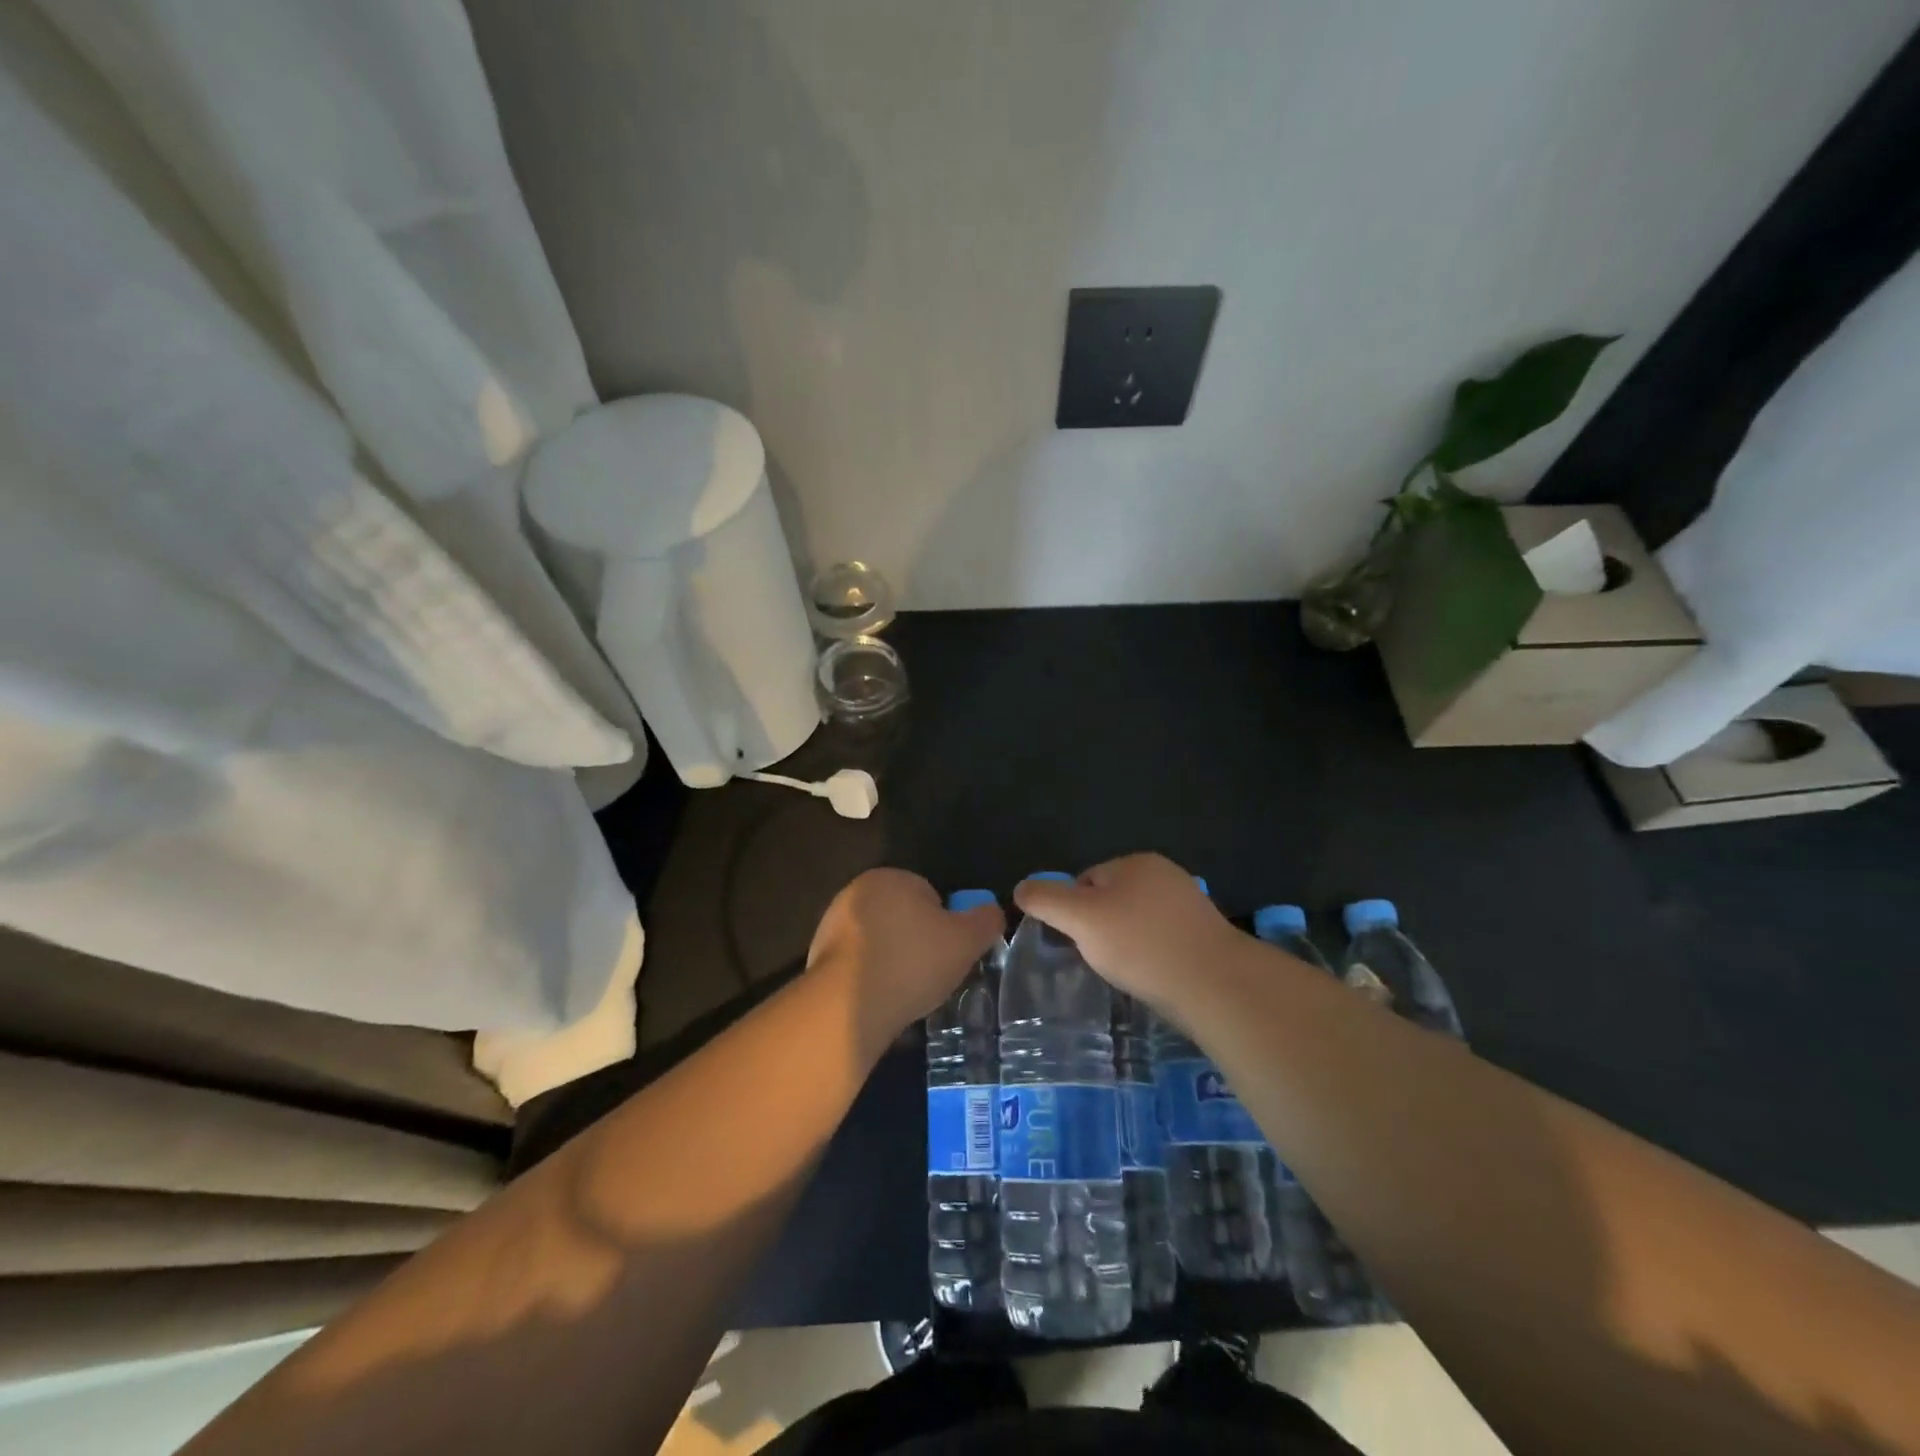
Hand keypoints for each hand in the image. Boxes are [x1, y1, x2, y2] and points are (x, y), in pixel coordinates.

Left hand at [807, 868, 1004, 1055]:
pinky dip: (870, 977)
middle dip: (917, 942)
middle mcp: (857, 891)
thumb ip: (986, 920)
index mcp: (892, 877)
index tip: (948, 954)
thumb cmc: (913, 962)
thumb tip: (993, 911)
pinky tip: (880, 999)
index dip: (945, 926)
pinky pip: (857, 963)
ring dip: (892, 960)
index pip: (930, 895)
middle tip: (931, 974)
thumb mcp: (967, 941)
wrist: (848, 1006)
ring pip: (879, 940)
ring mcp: (833, 923)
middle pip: (902, 916)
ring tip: (906, 991)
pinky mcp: (819, 955)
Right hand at [1012, 853, 1241, 1012]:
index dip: (1073, 912)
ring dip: (1126, 945)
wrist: (1215, 984)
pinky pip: (1162, 941)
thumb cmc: (1141, 945)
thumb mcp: (1080, 919)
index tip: (1076, 943)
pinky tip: (1152, 977)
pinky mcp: (1205, 936)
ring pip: (1137, 923)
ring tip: (1126, 972)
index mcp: (1135, 862)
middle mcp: (1165, 875)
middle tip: (1100, 960)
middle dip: (1100, 928)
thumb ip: (1046, 900)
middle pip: (1111, 900)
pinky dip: (1151, 957)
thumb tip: (1020, 888)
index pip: (1085, 880)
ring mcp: (1189, 905)